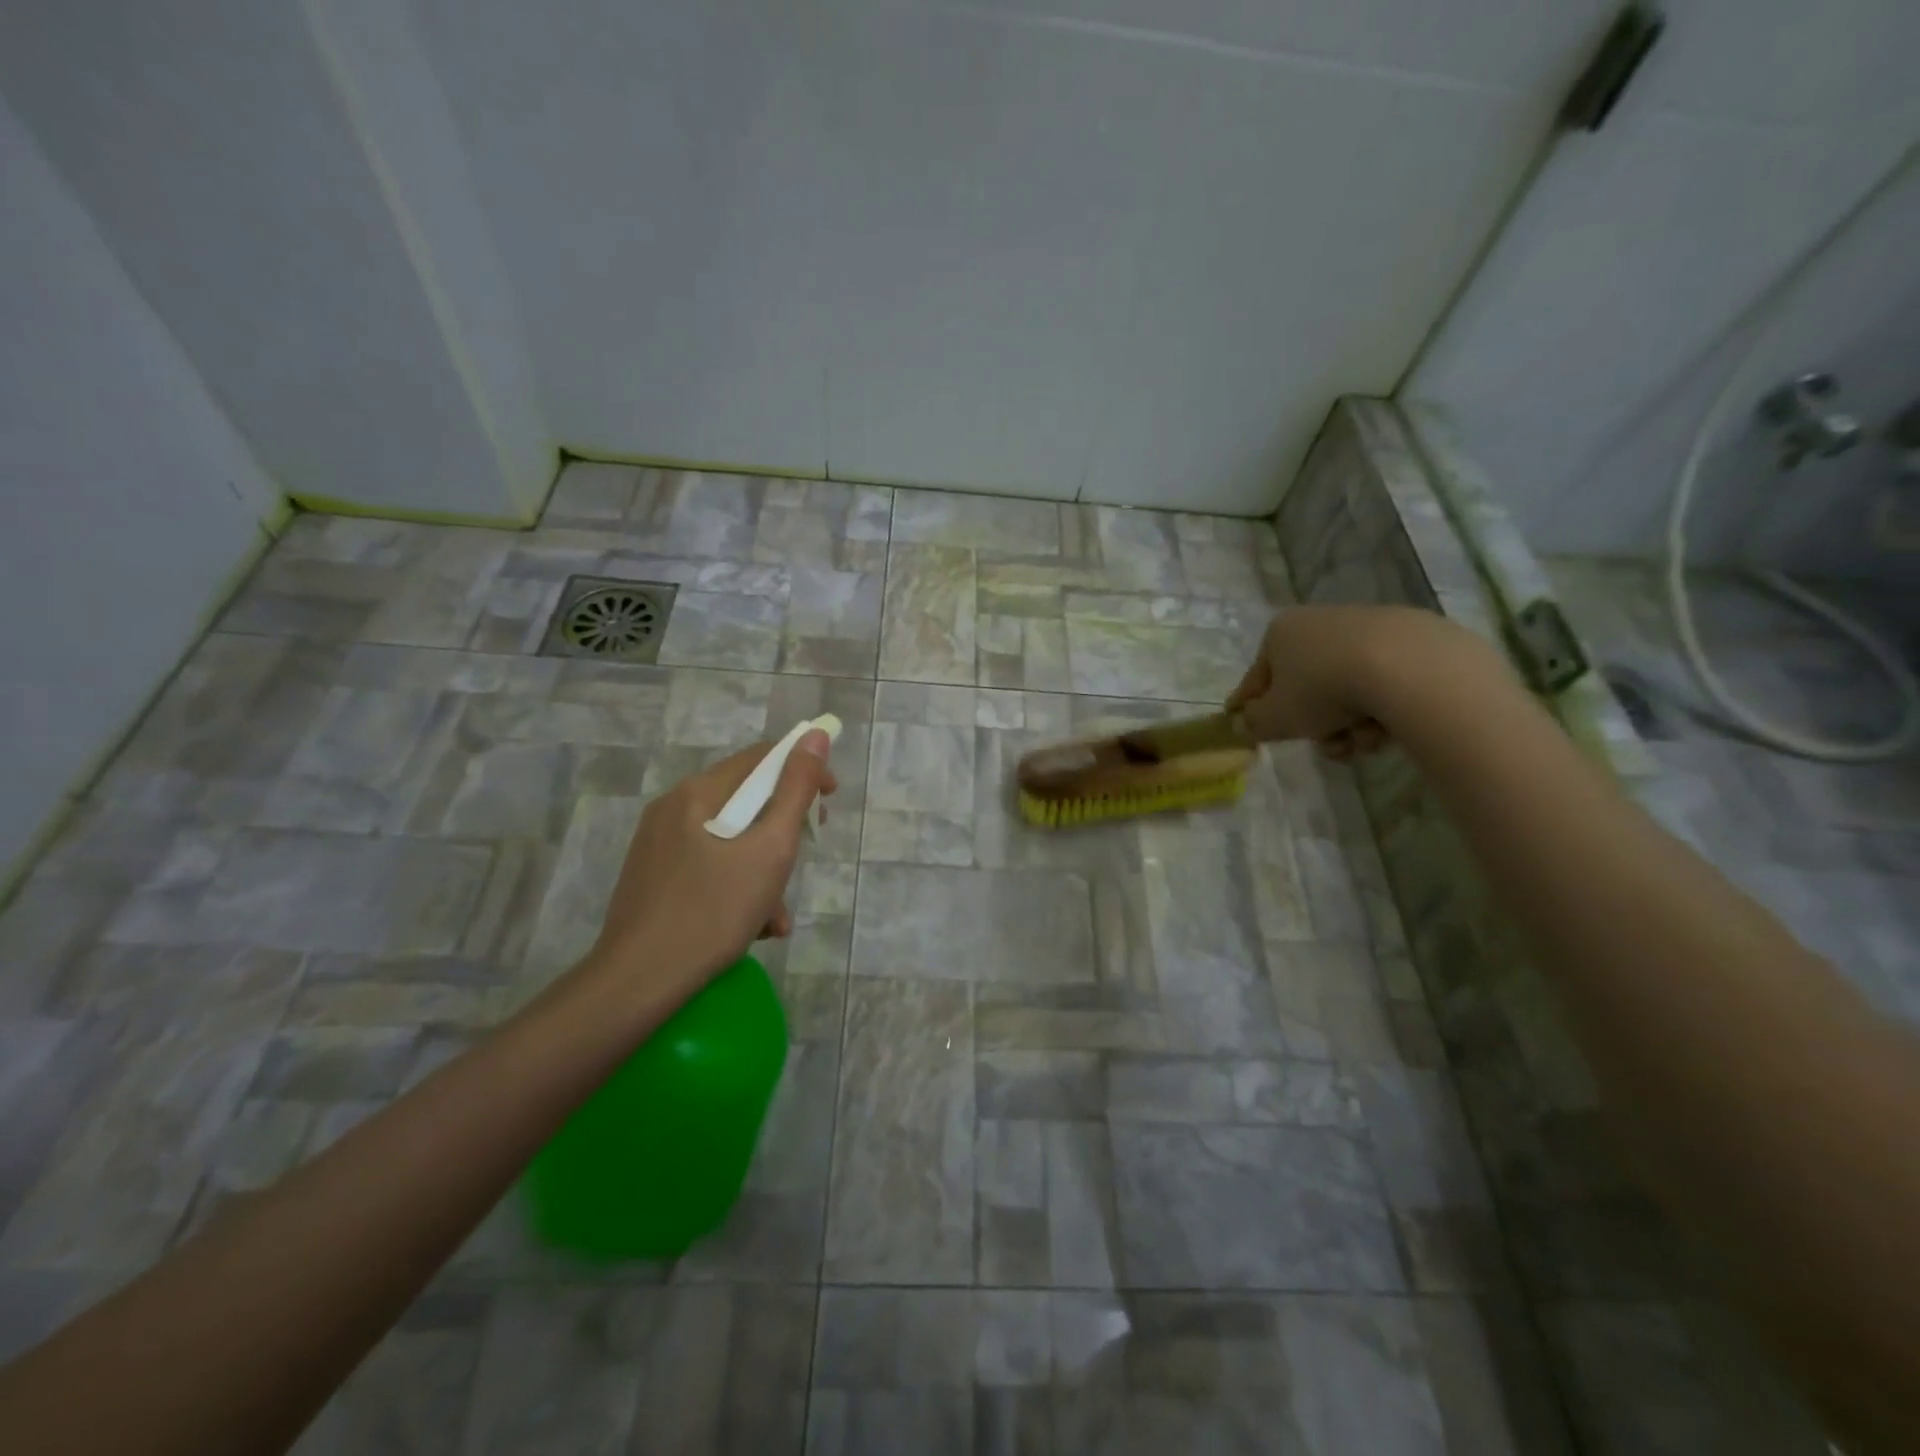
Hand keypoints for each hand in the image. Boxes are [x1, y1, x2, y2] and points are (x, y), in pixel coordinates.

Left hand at [577, 731, 836, 1016]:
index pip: (762, 759)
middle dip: (784, 829)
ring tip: (778, 915)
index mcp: (698, 793)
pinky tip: (752, 927)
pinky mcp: (654, 878)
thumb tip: (815, 737)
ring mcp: (658, 845)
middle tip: (805, 856)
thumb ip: (796, 790)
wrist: (638, 984)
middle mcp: (673, 809)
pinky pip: (709, 865)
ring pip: (730, 839)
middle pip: (745, 801)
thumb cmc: (713, 912)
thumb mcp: (770, 849)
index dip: (804, 772)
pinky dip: (737, 886)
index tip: (830, 803)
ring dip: (764, 868)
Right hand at [1227, 606, 1437, 760]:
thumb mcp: (1275, 718)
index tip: (1250, 728)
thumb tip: (1243, 723)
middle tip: (1326, 745)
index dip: (1252, 706)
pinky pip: (1382, 684)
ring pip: (1346, 690)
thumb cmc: (1322, 689)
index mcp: (1281, 632)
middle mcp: (1320, 621)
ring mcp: (1367, 627)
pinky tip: (1388, 727)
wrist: (1406, 668)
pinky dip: (1381, 709)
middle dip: (1315, 724)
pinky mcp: (1410, 639)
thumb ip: (1253, 723)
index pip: (1258, 676)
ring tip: (1362, 742)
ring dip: (1349, 724)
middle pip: (1307, 686)